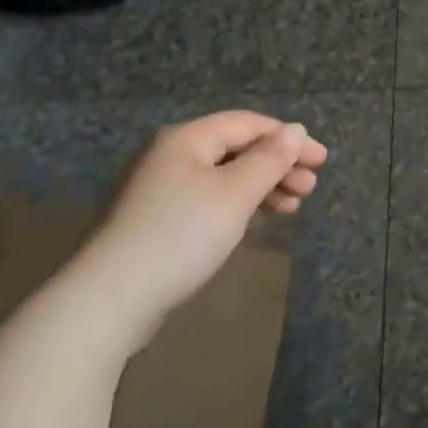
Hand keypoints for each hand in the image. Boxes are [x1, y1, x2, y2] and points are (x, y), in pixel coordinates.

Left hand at [72, 112, 326, 346]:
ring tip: (292, 207)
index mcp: (186, 139)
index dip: (289, 139)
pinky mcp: (154, 222)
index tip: (321, 161)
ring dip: (262, 187)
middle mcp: (170, 155)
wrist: (107, 303)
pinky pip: (209, 199)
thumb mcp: (236, 193)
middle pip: (237, 149)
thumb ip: (270, 159)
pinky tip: (256, 221)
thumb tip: (295, 130)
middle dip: (278, 165)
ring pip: (224, 176)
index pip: (248, 124)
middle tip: (310, 188)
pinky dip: (238, 205)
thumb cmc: (179, 236)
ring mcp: (159, 189)